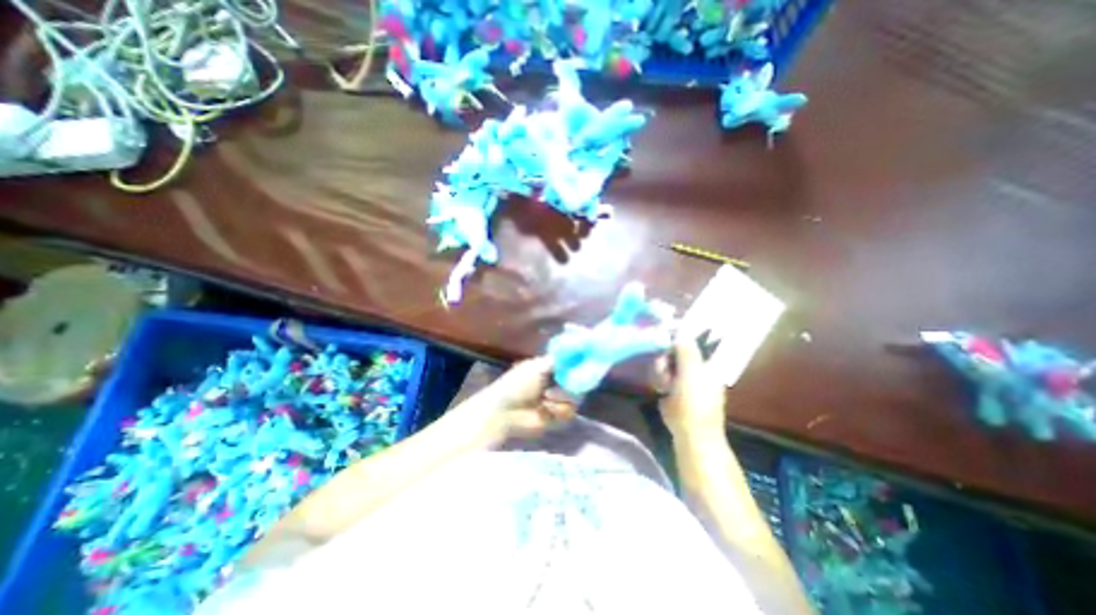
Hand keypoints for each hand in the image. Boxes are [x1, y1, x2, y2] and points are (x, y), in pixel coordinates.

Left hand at [466, 355, 577, 442]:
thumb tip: (576, 348)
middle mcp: (557, 382)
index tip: (586, 364)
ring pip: (576, 398)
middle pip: (578, 382)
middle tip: (564, 384)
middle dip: (572, 383)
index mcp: (551, 368)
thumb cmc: (517, 384)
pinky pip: (569, 412)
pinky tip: (546, 408)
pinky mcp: (557, 416)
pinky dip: (558, 409)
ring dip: (562, 397)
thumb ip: (558, 360)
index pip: (572, 365)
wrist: (504, 411)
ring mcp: (558, 400)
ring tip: (547, 397)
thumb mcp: (537, 367)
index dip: (579, 365)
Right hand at [653, 334, 725, 438]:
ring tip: (663, 385)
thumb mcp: (691, 372)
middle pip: (674, 352)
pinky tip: (660, 390)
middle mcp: (695, 368)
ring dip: (661, 371)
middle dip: (665, 360)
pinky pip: (662, 376)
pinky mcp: (672, 389)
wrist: (690, 432)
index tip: (664, 344)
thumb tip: (681, 330)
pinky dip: (659, 380)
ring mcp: (684, 379)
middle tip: (663, 371)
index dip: (676, 340)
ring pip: (666, 364)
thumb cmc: (694, 401)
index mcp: (706, 363)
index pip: (689, 342)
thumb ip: (686, 349)